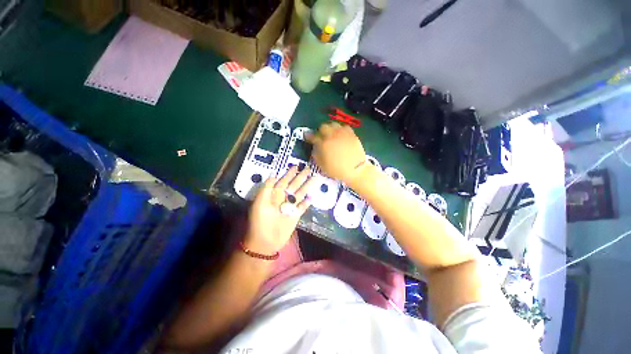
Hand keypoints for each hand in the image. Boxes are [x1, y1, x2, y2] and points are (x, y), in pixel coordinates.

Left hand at [245, 166, 316, 254]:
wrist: (265, 240)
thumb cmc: (260, 221)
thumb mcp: (259, 202)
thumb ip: (266, 188)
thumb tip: (274, 175)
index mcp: (274, 194)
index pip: (283, 180)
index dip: (289, 173)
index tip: (296, 166)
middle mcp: (283, 198)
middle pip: (294, 185)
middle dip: (301, 177)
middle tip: (309, 169)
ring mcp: (290, 206)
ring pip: (300, 194)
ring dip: (307, 186)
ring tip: (315, 178)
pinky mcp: (296, 215)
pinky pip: (303, 207)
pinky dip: (307, 203)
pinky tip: (312, 197)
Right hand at [306, 122, 366, 185]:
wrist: (355, 170)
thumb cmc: (337, 170)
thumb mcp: (322, 166)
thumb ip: (316, 155)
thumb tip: (315, 148)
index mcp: (323, 144)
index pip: (313, 136)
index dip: (308, 136)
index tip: (307, 136)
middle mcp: (332, 136)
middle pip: (323, 126)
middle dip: (320, 131)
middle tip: (321, 136)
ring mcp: (342, 134)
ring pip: (333, 124)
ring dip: (330, 128)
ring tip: (331, 134)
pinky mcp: (351, 134)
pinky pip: (344, 127)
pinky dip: (340, 129)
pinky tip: (341, 135)